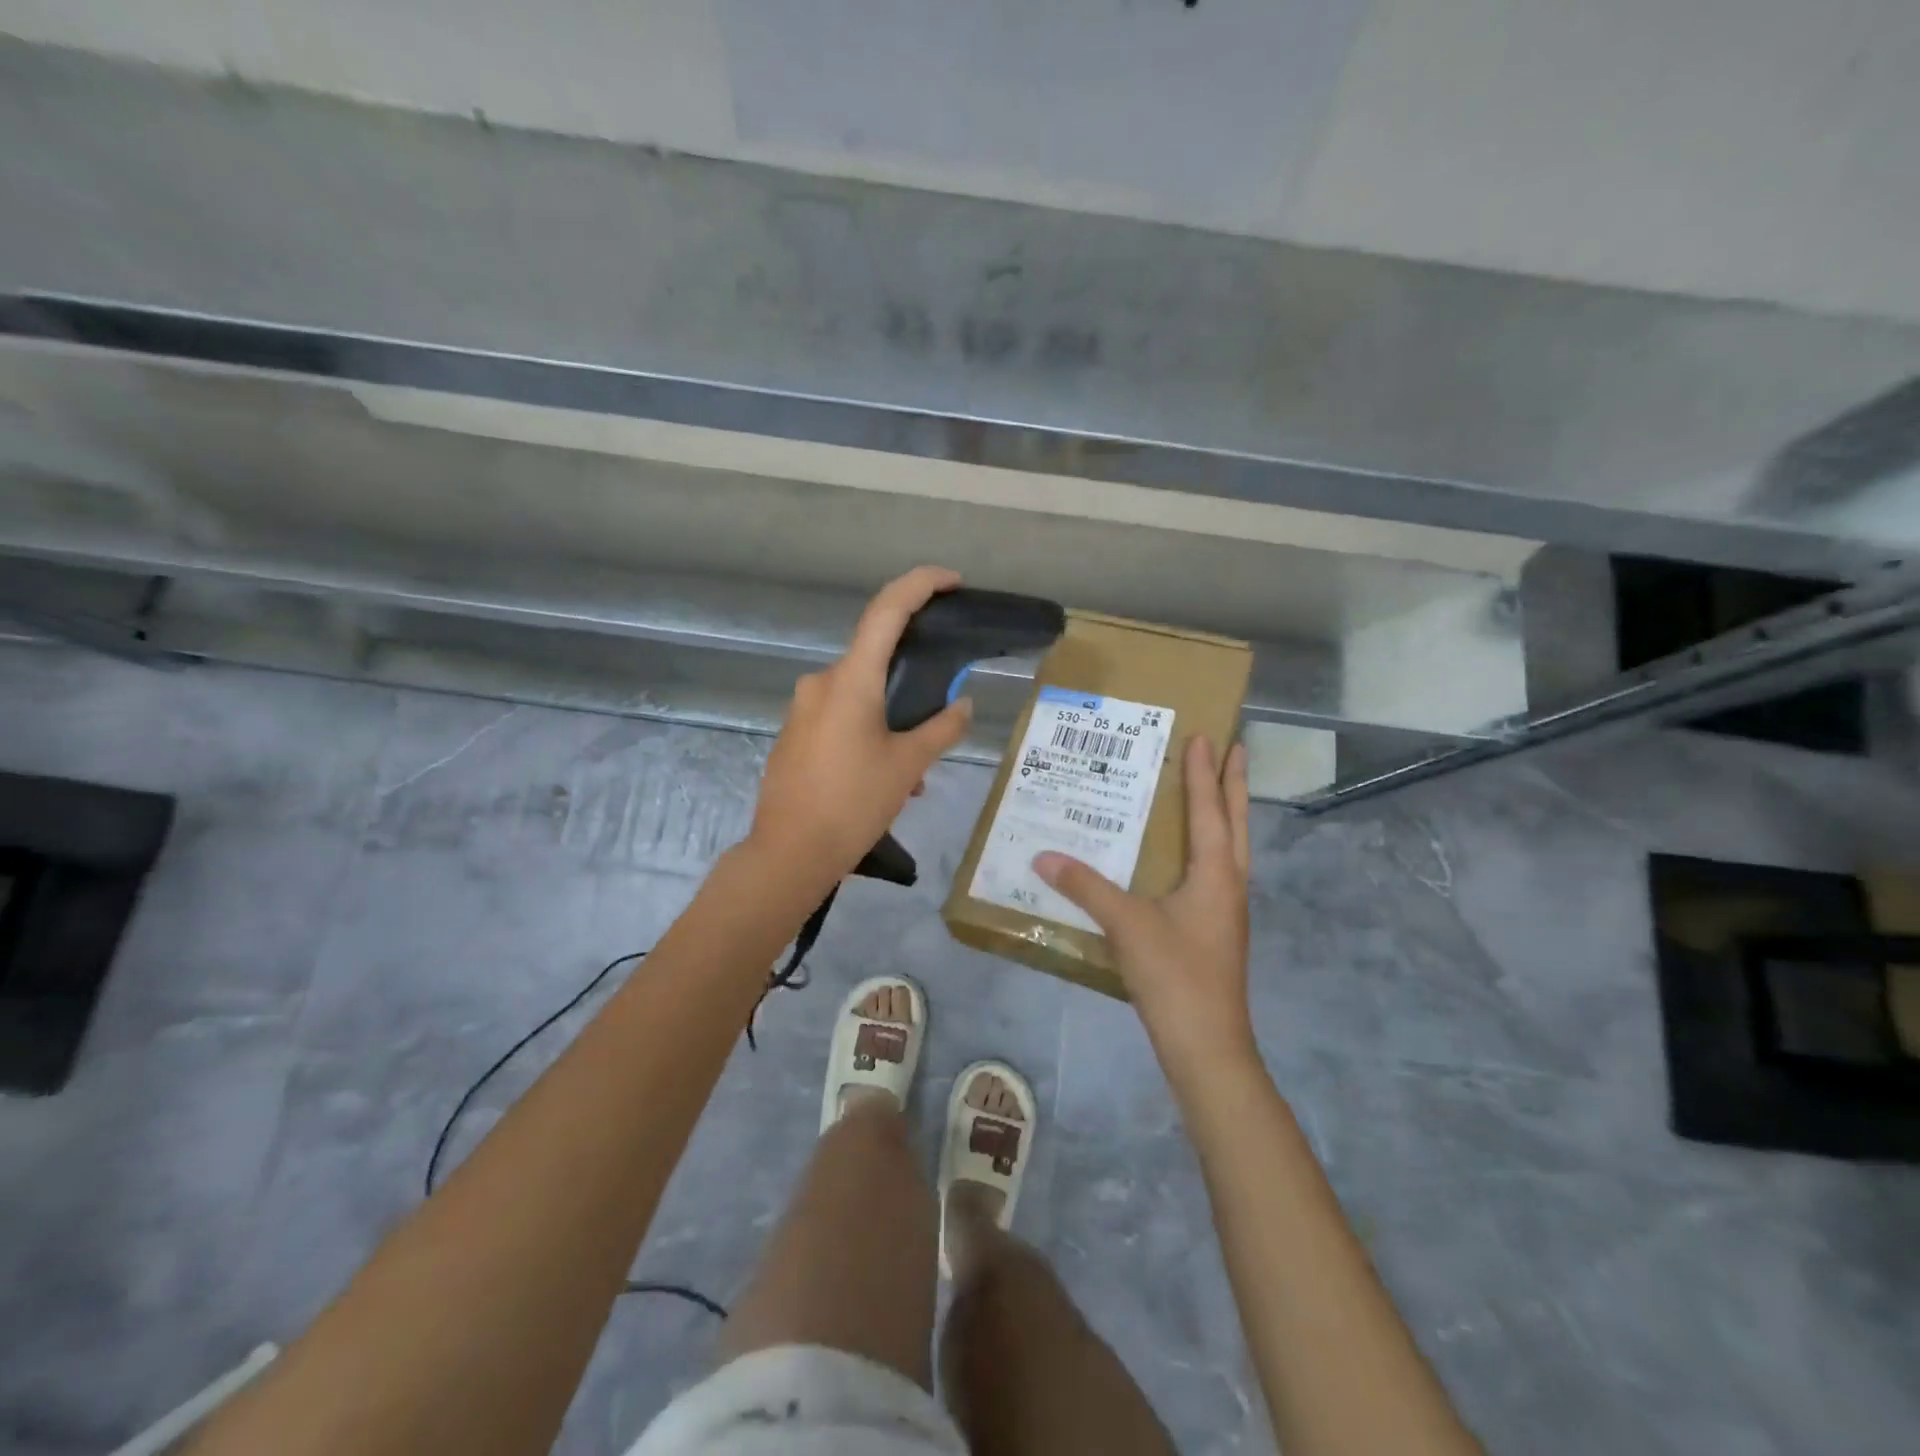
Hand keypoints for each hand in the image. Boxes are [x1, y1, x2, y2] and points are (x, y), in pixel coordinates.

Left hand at [748, 566, 973, 887]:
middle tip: (940, 716)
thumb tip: (962, 705)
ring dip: (891, 720)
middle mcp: (821, 682)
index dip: (920, 584)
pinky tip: (883, 778)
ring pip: (860, 696)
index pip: (887, 610)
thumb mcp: (908, 765)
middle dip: (912, 682)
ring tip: (913, 771)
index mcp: (851, 680)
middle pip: (875, 659)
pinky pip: (840, 717)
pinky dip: (867, 733)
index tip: (951, 581)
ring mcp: (802, 708)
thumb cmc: (853, 803)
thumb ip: (941, 728)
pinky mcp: (794, 733)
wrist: (789, 853)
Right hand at [1034, 737, 1253, 1082]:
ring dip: (1225, 814)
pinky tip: (1186, 857)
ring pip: (1231, 848)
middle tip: (1233, 748)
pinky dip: (1209, 847)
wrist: (1207, 1046)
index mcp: (1216, 873)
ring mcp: (1227, 910)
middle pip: (1236, 822)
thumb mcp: (1126, 925)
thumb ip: (1085, 886)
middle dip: (1233, 784)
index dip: (1204, 772)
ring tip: (1214, 790)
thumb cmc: (1175, 975)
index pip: (1210, 810)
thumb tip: (1043, 855)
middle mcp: (1229, 884)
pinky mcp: (1216, 930)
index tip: (1205, 736)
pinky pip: (1216, 872)